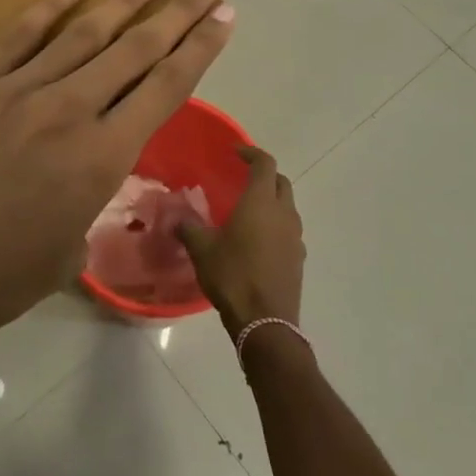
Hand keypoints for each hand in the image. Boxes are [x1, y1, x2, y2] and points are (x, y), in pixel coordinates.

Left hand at [0, 0, 234, 361]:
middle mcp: (69, 111)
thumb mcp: (66, 253)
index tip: (226, 15)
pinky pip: (20, 34)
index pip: (165, 87)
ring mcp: (17, 90)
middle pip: (137, 49)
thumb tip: (90, 175)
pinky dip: (51, 4)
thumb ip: (90, 201)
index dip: (201, 48)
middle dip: (180, 10)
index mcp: (101, 160)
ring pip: (84, 32)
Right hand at [177, 146, 303, 332]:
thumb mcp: (202, 250)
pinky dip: (276, 225)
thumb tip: (177, 218)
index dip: (252, 153)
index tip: (236, 153)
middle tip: (243, 179)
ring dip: (272, 201)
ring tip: (249, 211)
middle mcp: (284, 213)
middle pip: (281, 182)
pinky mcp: (299, 258)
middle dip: (265, 175)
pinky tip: (258, 241)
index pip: (265, 164)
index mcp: (261, 203)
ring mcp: (295, 237)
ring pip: (287, 207)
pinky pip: (289, 230)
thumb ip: (189, 228)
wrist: (265, 322)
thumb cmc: (232, 276)